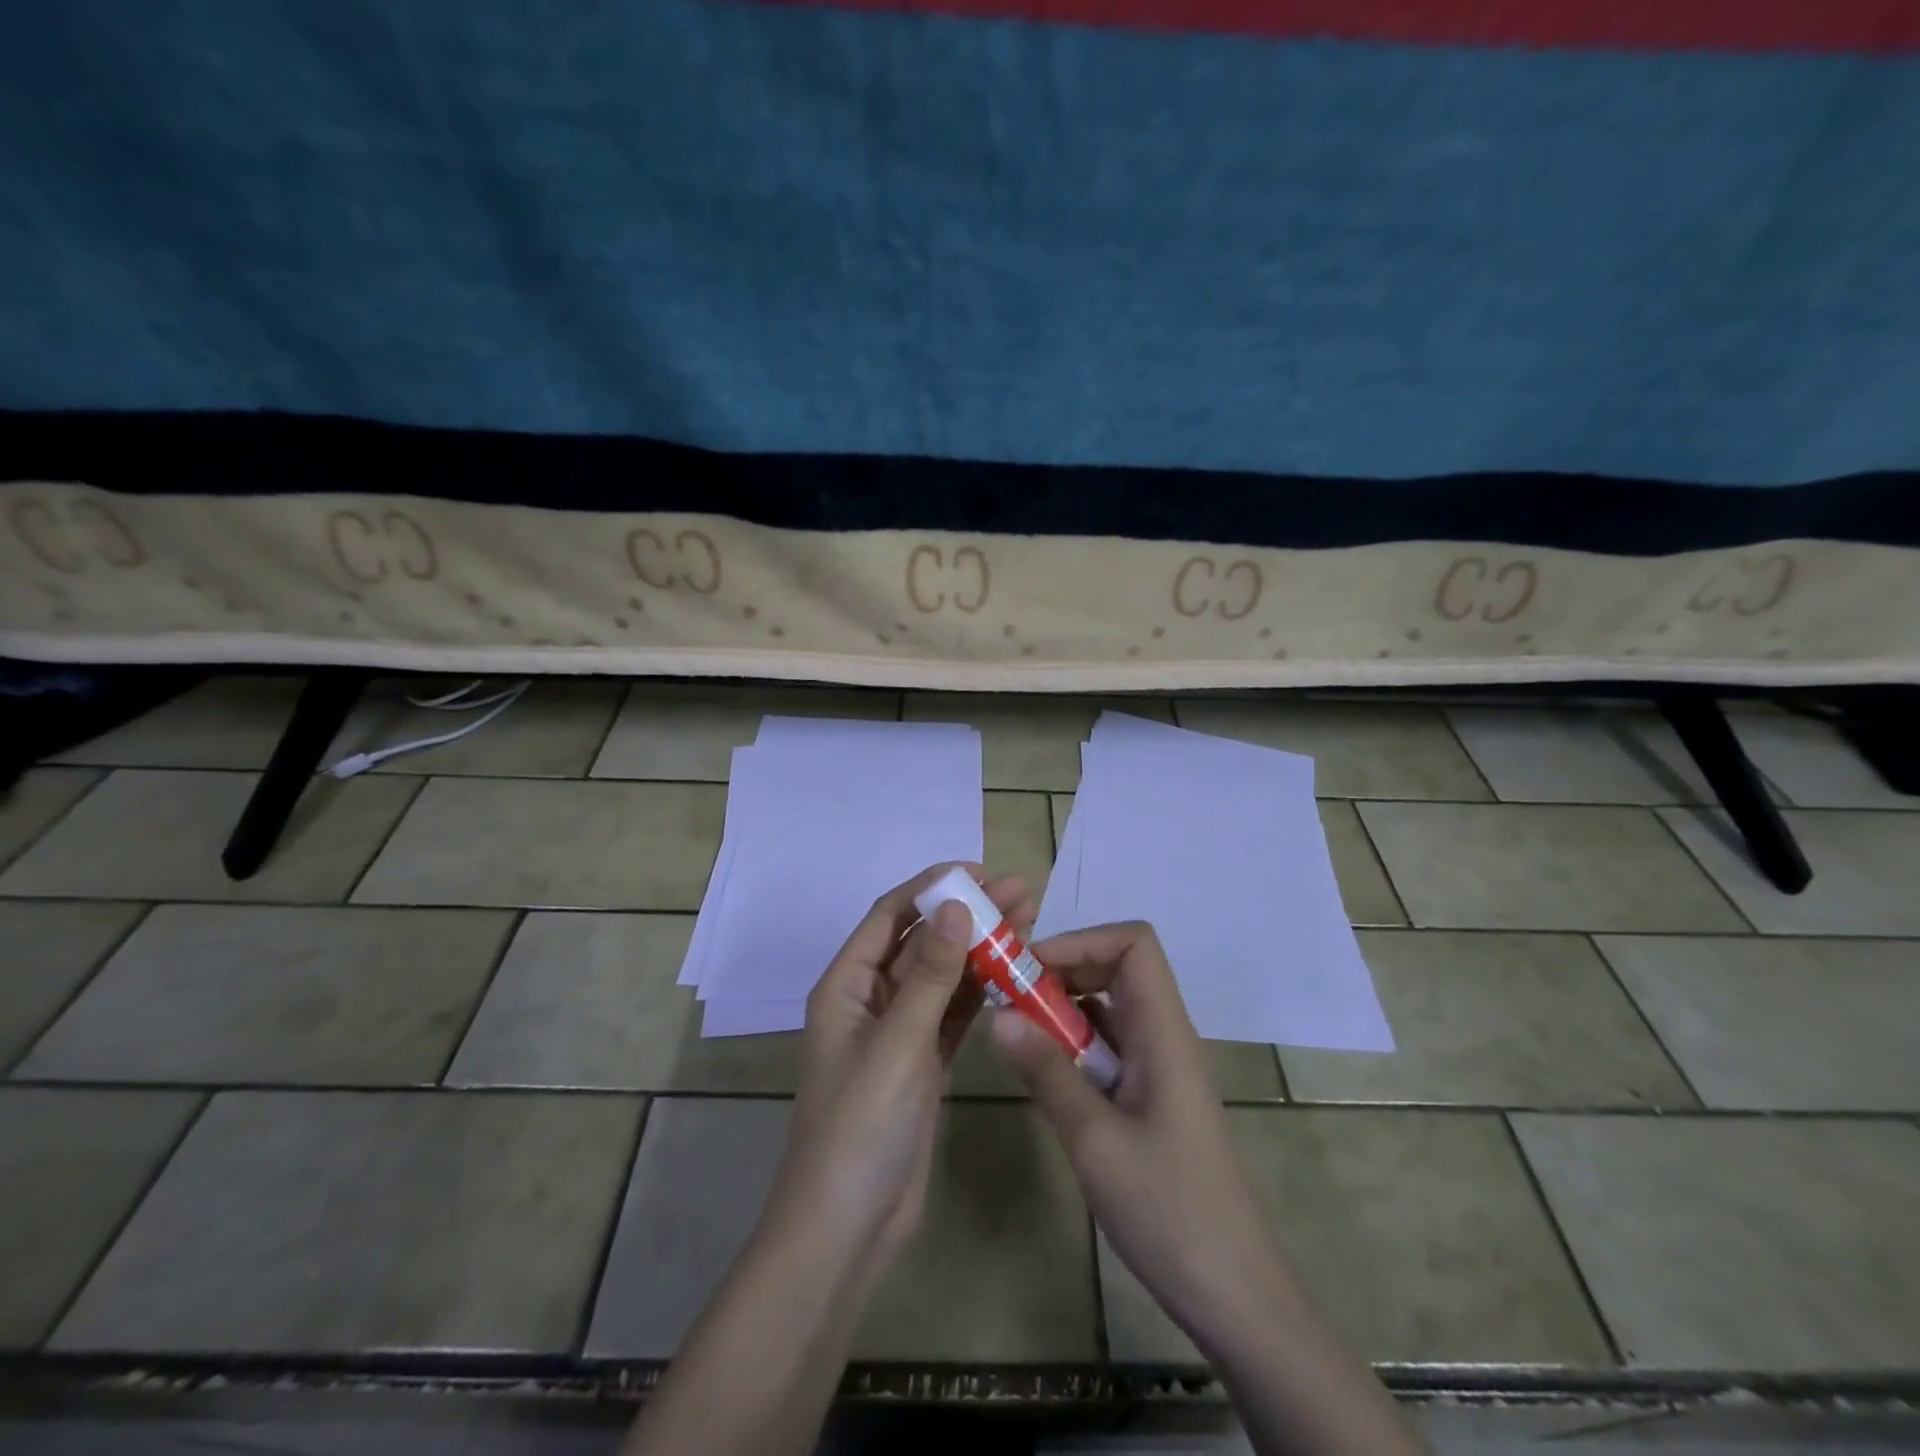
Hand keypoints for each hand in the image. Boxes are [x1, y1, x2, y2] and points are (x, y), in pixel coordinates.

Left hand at [759, 863, 1035, 1289]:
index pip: (891, 916)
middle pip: (923, 941)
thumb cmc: (860, 1125)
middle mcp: (871, 999)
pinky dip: (981, 990)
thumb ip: (930, 975)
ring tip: (1029, 919)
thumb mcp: (896, 1042)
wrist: (848, 1227)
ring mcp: (899, 1031)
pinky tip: (1014, 970)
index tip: (978, 870)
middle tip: (1022, 891)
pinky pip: (954, 1012)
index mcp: (847, 985)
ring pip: (944, 975)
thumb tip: (956, 905)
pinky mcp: (923, 1061)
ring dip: (980, 947)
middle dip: (968, 913)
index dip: (931, 887)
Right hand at [990, 920, 1280, 1352]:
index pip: (1134, 944)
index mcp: (1164, 1032)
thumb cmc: (1169, 1211)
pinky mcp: (1151, 1097)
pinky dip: (1073, 1045)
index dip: (1082, 940)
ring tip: (1017, 1034)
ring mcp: (1159, 1067)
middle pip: (1118, 967)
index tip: (1031, 969)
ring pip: (1110, 1008)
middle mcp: (1164, 1036)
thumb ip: (1047, 1072)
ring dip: (1063, 1010)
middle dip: (1062, 971)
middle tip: (1011, 999)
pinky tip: (1045, 1075)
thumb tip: (998, 1015)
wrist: (1234, 1295)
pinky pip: (1109, 1046)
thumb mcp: (1095, 1140)